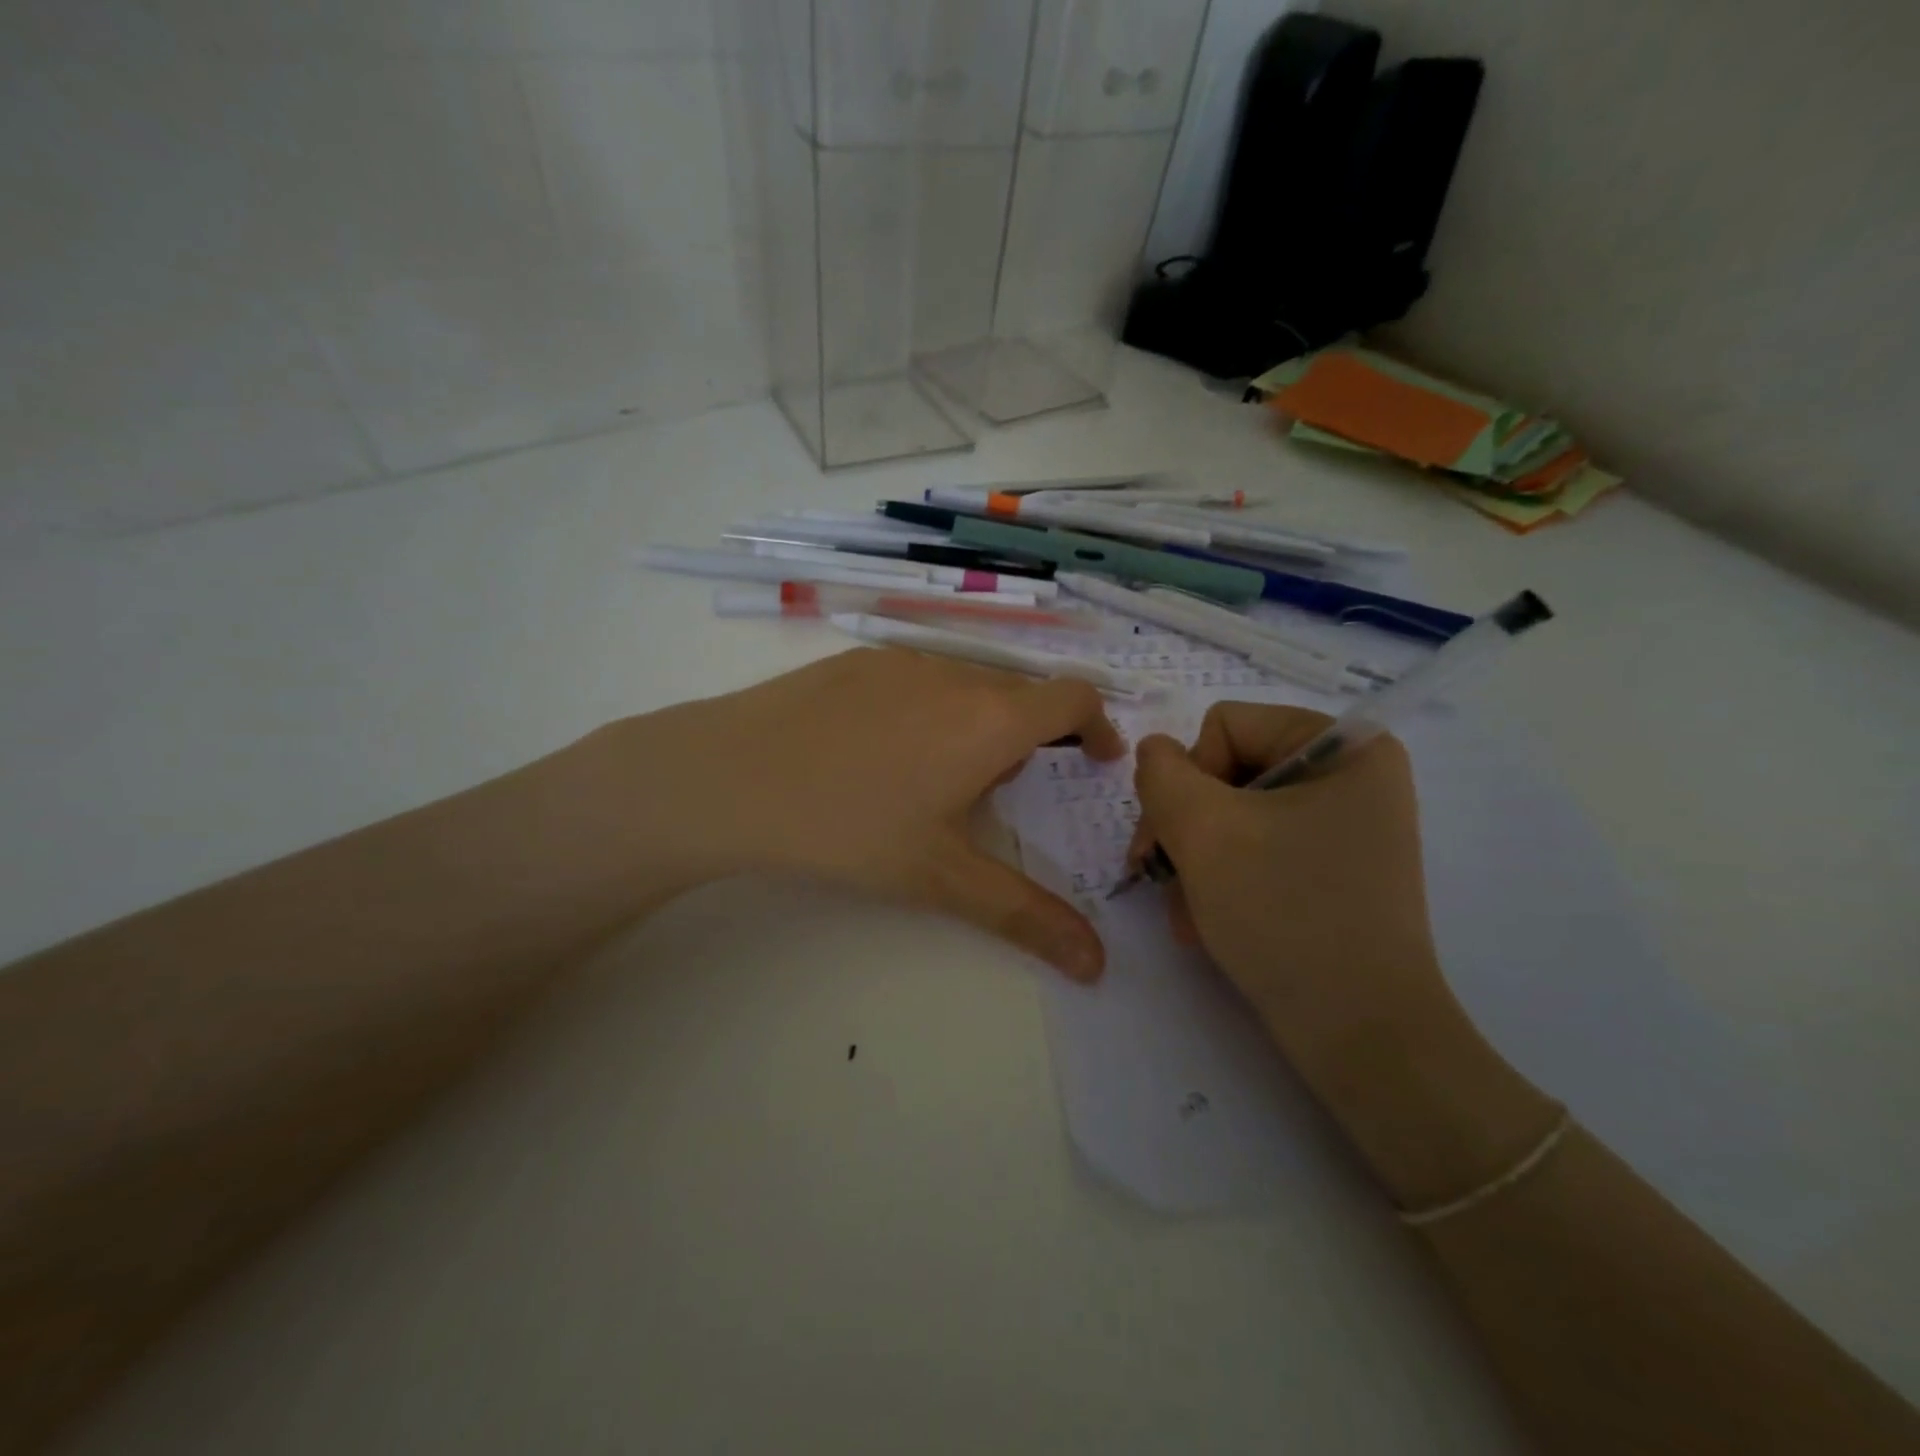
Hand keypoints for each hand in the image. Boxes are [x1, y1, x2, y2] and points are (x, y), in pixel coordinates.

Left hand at [594, 649, 1124, 980]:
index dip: (1098, 724)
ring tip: (939, 777)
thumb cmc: (849, 828)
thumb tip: (1096, 965)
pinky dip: (929, 708)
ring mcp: (901, 660)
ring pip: (966, 685)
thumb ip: (1024, 916)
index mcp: (990, 719)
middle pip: (1020, 694)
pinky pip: (916, 678)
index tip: (1095, 760)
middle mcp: (954, 675)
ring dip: (978, 722)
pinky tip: (880, 753)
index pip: (1074, 696)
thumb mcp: (940, 877)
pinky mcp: (855, 661)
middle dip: (1033, 737)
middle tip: (1006, 791)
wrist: (730, 777)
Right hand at [1129, 704, 1451, 1079]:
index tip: (1182, 836)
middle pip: (1226, 771)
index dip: (1190, 777)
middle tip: (1160, 876)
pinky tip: (1204, 923)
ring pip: (1231, 815)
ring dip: (1194, 860)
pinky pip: (1254, 851)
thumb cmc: (1285, 913)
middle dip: (1185, 827)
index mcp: (1345, 748)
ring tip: (1185, 911)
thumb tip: (1154, 753)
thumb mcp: (1204, 831)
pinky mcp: (1328, 871)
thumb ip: (1161, 774)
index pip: (1227, 725)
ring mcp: (1340, 828)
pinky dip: (1219, 881)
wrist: (1358, 1035)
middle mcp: (1350, 778)